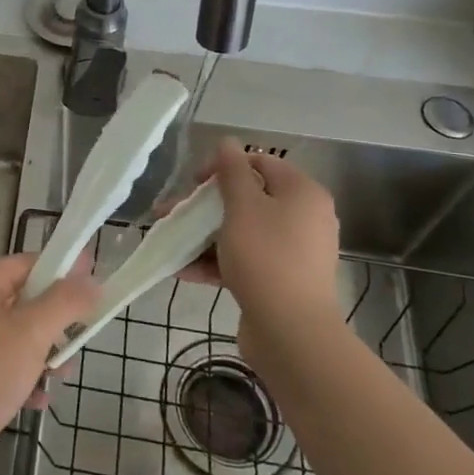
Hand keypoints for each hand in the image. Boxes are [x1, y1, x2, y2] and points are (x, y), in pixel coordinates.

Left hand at [0, 253, 98, 474]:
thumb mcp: (32, 335)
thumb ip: (65, 303)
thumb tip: (91, 279)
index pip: (30, 263)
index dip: (64, 272)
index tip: (95, 288)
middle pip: (23, 298)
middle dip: (54, 322)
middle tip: (80, 343)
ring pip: (14, 332)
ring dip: (41, 352)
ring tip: (61, 377)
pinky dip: (20, 372)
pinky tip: (37, 399)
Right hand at [180, 138, 340, 364]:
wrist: (292, 333)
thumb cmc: (266, 258)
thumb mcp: (242, 207)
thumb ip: (232, 171)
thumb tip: (227, 141)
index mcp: (302, 193)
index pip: (259, 163)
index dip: (223, 167)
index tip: (194, 184)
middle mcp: (303, 218)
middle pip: (247, 199)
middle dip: (204, 206)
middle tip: (173, 214)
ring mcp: (293, 252)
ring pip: (241, 231)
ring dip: (204, 235)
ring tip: (170, 243)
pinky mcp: (281, 280)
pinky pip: (245, 260)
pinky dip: (217, 261)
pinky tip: (183, 270)